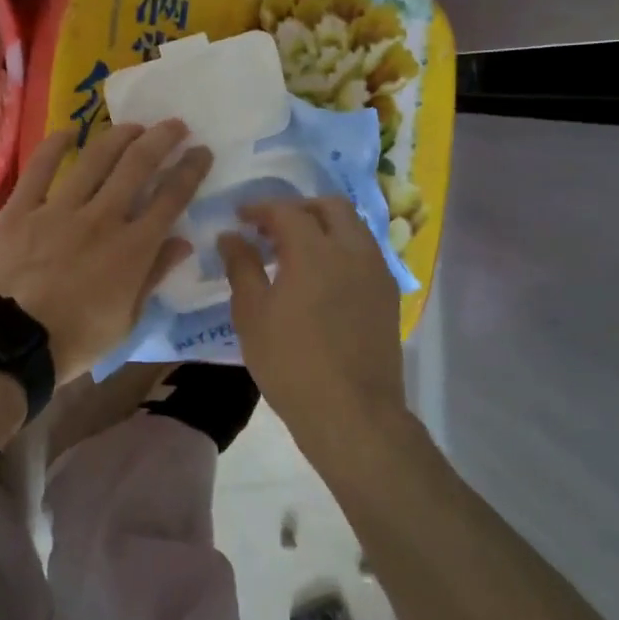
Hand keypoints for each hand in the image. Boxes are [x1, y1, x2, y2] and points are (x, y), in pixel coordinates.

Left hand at [0, 123, 211, 381]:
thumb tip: (183, 242)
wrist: (12, 344)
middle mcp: (102, 218)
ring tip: (133, 125)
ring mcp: (59, 209)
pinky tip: (69, 131)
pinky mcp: (22, 209)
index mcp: (133, 248)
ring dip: (119, 136)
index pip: (171, 198)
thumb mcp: (127, 319)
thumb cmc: (76, 340)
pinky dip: (55, 145)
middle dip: (161, 139)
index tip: (201, 151)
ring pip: (95, 159)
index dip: (190, 170)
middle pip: (138, 166)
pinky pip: (40, 168)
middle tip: (174, 125)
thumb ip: (154, 275)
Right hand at [218, 197, 405, 437]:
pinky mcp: (388, 294)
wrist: (352, 413)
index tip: (240, 217)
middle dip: (298, 208)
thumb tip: (231, 236)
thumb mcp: (252, 314)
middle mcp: (352, 250)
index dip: (260, 208)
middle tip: (271, 228)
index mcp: (315, 251)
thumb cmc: (291, 363)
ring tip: (295, 251)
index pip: (287, 210)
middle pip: (329, 206)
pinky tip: (321, 276)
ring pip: (352, 226)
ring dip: (323, 226)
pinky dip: (340, 247)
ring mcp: (376, 271)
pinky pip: (364, 252)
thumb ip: (241, 266)